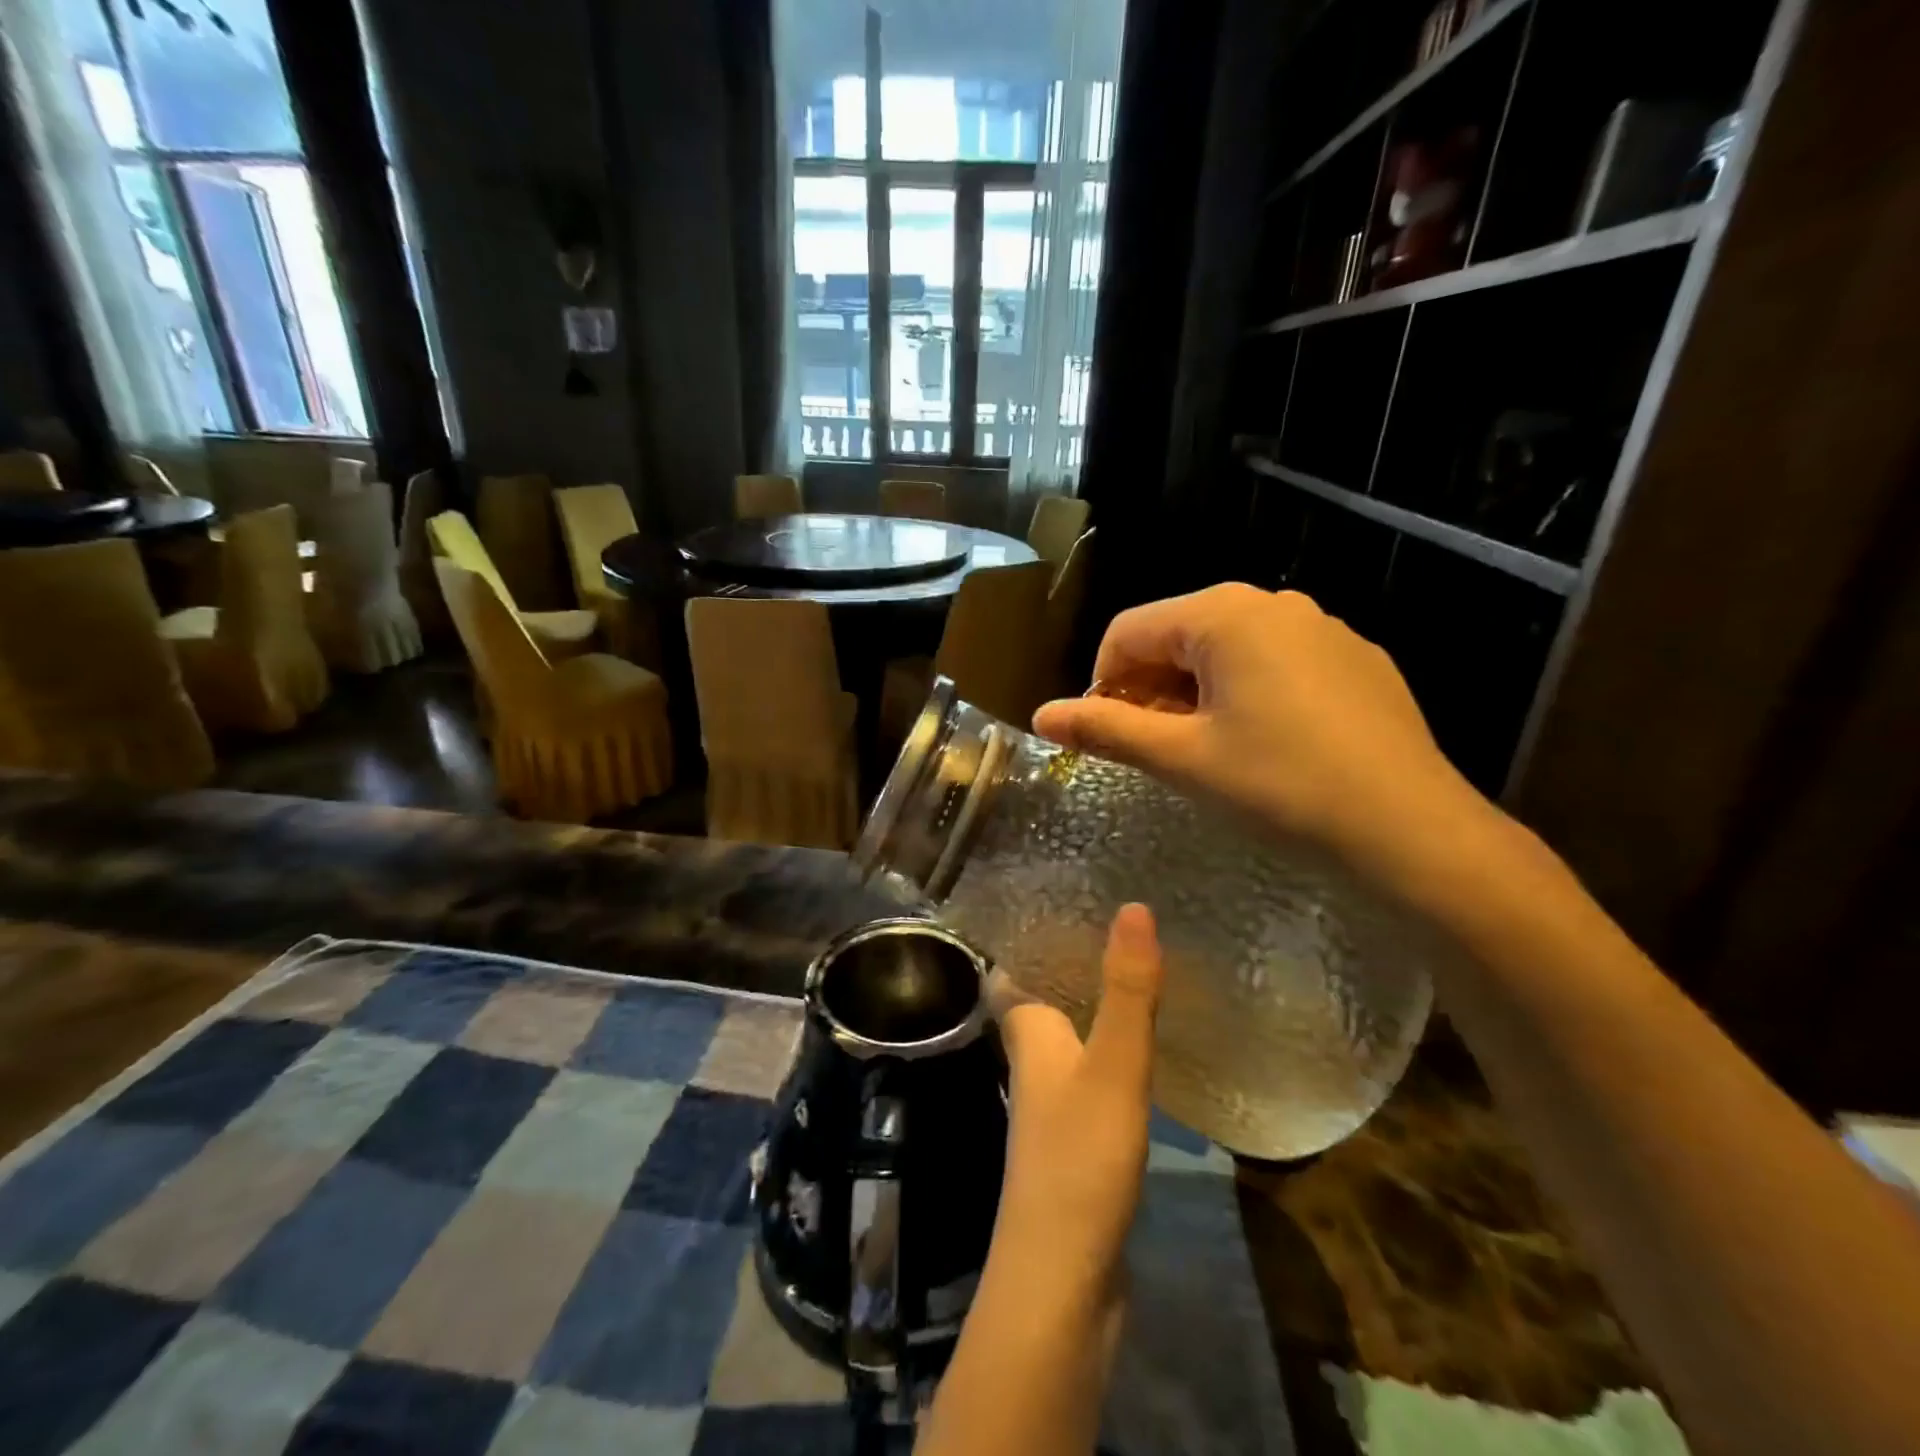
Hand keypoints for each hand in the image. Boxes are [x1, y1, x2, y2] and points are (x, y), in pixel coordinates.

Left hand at [991, 904, 1164, 1305]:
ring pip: (1069, 1035)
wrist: (1062, 1282)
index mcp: (1028, 1032)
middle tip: (1117, 928)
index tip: (1065, 900)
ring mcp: (1053, 1103)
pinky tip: (1146, 1046)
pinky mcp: (1078, 1138)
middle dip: (1070, 964)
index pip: (1013, 967)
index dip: (1030, 935)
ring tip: (1138, 970)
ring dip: (1095, 1005)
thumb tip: (1133, 906)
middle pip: (1042, 996)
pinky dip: (1113, 1050)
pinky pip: (1092, 1073)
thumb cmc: (1079, 1159)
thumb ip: (1126, 990)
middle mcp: (1033, 1060)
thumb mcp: (1114, 1066)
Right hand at [1032, 584, 1491, 888]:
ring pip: (1225, 650)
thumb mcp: (1182, 758)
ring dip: (1193, 694)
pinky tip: (1261, 746)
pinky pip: (1275, 663)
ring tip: (1201, 751)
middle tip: (1150, 750)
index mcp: (1223, 614)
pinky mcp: (1354, 659)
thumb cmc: (1280, 785)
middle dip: (1148, 689)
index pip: (1128, 631)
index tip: (1104, 737)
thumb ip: (1106, 730)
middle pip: (1176, 636)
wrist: (1411, 828)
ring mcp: (1321, 628)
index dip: (1101, 683)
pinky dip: (1244, 694)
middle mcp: (1272, 603)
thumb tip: (1041, 716)